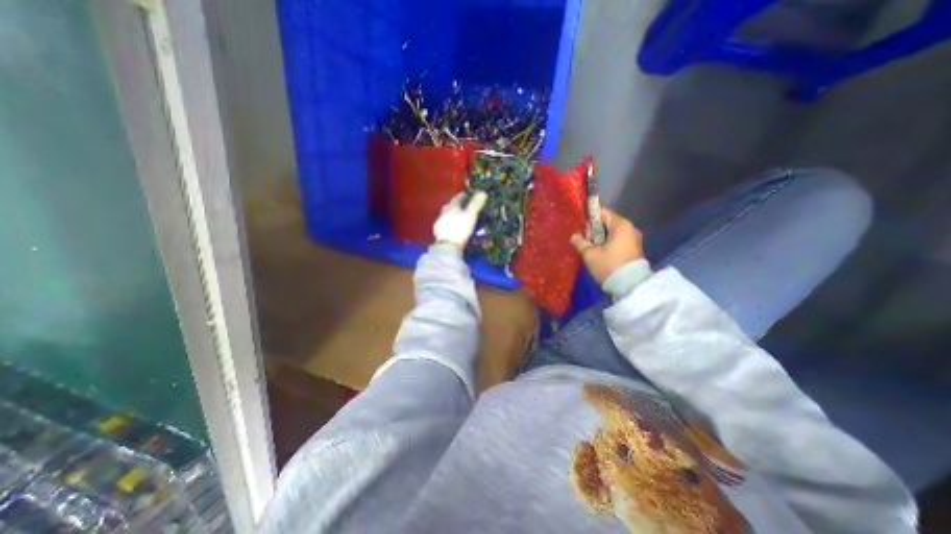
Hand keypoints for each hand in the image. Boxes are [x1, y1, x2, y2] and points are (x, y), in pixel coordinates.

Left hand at [433, 191, 485, 247]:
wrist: (447, 246)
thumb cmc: (460, 229)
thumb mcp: (470, 215)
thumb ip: (476, 204)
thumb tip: (483, 192)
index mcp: (451, 207)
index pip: (457, 198)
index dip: (463, 196)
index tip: (467, 194)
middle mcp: (443, 213)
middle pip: (449, 207)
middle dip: (456, 206)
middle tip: (463, 207)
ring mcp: (440, 224)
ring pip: (446, 217)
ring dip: (452, 216)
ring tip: (459, 219)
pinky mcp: (438, 234)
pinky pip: (445, 226)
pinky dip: (449, 226)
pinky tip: (453, 229)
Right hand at [572, 207, 645, 284]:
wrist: (630, 286)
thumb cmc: (609, 266)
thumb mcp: (590, 254)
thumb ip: (580, 242)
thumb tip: (574, 236)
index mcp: (620, 225)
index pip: (602, 212)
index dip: (589, 217)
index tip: (580, 226)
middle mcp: (630, 228)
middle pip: (607, 222)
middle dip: (594, 230)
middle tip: (586, 242)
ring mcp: (634, 239)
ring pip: (612, 233)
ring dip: (601, 238)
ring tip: (592, 250)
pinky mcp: (635, 249)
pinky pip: (618, 240)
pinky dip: (608, 244)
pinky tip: (601, 254)